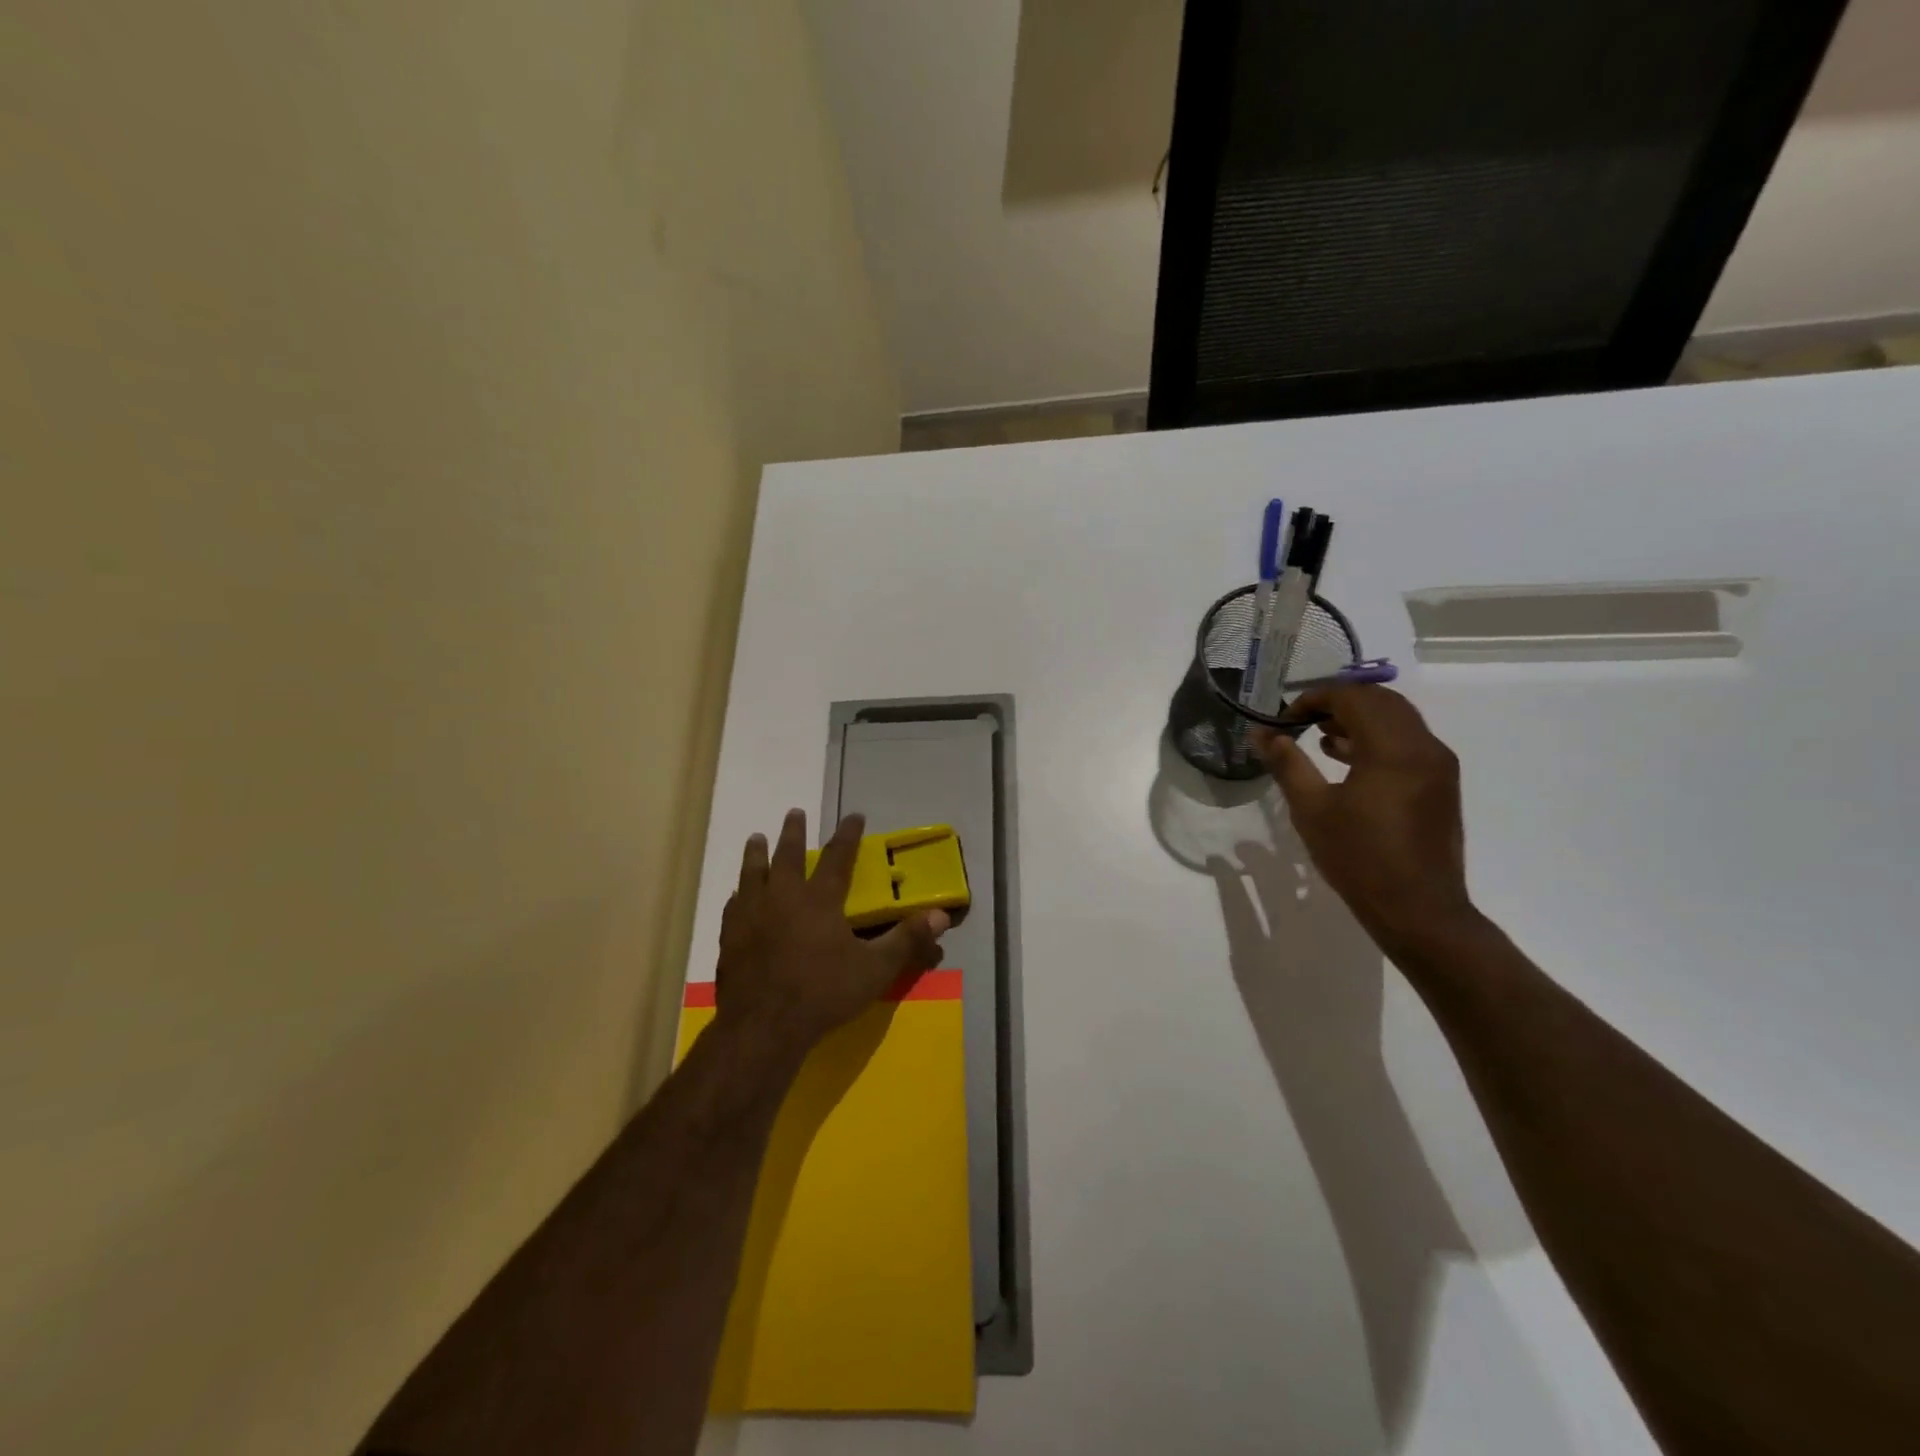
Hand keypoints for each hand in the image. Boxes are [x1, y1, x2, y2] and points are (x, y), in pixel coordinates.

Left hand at [715, 809, 948, 1057]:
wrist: (763, 1026)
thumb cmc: (823, 994)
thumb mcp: (875, 969)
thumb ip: (906, 940)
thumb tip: (941, 915)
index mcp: (819, 899)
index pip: (838, 856)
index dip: (848, 834)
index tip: (854, 815)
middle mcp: (783, 897)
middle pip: (787, 855)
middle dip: (793, 832)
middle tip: (794, 812)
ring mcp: (751, 915)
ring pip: (752, 873)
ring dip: (756, 853)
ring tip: (756, 838)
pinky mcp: (729, 937)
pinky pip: (733, 905)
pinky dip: (737, 894)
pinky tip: (736, 894)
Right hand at [1253, 686, 1477, 954]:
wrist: (1418, 910)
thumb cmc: (1359, 858)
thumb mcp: (1312, 809)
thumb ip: (1287, 764)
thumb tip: (1262, 734)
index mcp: (1393, 749)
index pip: (1354, 698)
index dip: (1315, 699)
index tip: (1285, 718)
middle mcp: (1424, 747)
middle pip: (1381, 701)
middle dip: (1339, 703)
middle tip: (1302, 720)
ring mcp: (1438, 766)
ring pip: (1398, 720)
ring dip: (1359, 719)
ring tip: (1320, 737)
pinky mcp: (1441, 785)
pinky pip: (1408, 743)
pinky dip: (1377, 739)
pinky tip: (1347, 759)